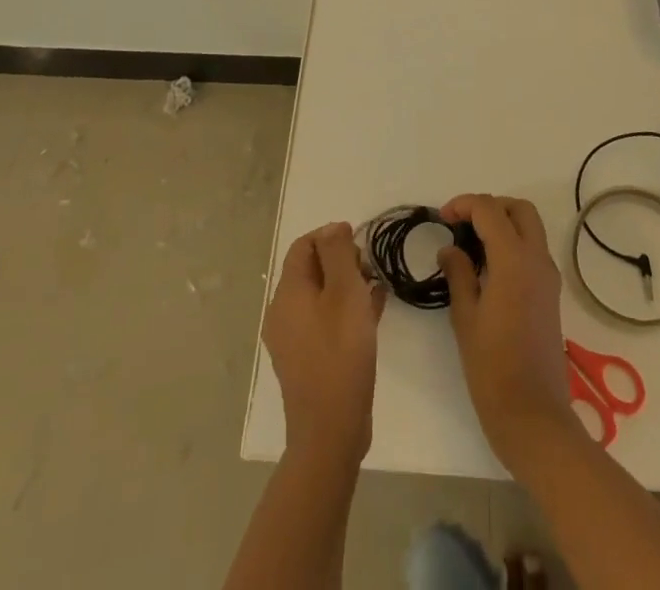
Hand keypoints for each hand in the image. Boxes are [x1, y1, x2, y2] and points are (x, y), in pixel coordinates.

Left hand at [263, 221, 386, 467]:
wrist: (330, 431)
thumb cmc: (340, 353)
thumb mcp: (345, 292)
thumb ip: (338, 254)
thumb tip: (333, 228)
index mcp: (288, 293)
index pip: (303, 246)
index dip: (330, 236)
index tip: (360, 242)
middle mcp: (284, 313)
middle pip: (311, 270)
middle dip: (341, 261)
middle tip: (370, 268)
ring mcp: (294, 340)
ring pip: (320, 297)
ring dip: (347, 286)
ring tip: (376, 287)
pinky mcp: (308, 361)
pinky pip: (326, 322)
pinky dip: (346, 311)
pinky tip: (374, 312)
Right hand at [438, 194, 580, 474]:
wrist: (534, 417)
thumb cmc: (492, 368)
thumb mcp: (465, 318)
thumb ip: (458, 274)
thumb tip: (451, 249)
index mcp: (514, 260)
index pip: (489, 210)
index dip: (463, 205)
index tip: (441, 218)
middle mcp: (537, 260)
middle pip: (519, 209)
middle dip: (490, 206)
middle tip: (462, 224)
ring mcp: (549, 277)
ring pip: (530, 228)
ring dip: (503, 224)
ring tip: (472, 245)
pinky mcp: (551, 295)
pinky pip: (534, 251)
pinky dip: (513, 244)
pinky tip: (488, 268)